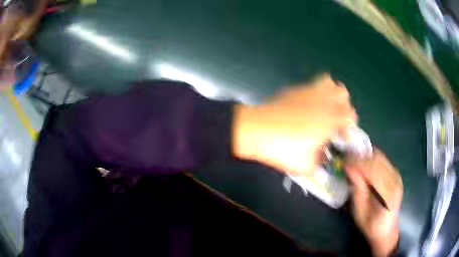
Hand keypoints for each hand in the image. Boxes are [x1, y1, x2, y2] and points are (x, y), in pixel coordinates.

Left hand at [233, 73, 356, 175]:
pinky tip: (307, 104)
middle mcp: (323, 101)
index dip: (350, 125)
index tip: (342, 134)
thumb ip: (319, 163)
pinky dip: (315, 91)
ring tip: (325, 106)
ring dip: (332, 93)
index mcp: (330, 120)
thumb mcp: (305, 166)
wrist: (254, 131)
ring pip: (330, 82)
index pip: (351, 115)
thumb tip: (321, 157)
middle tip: (335, 119)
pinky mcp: (295, 89)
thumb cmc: (281, 149)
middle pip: (344, 94)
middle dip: (344, 106)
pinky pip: (312, 84)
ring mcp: (309, 92)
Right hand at [345, 149, 402, 256]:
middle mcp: (395, 181)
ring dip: (365, 156)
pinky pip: (383, 160)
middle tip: (346, 159)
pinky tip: (363, 163)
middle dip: (361, 157)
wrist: (386, 229)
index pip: (373, 171)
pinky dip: (371, 159)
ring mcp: (397, 176)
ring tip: (353, 160)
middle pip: (378, 161)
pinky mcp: (396, 174)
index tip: (344, 162)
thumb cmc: (370, 225)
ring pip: (380, 157)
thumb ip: (357, 190)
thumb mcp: (360, 212)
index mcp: (387, 194)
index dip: (358, 163)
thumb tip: (349, 168)